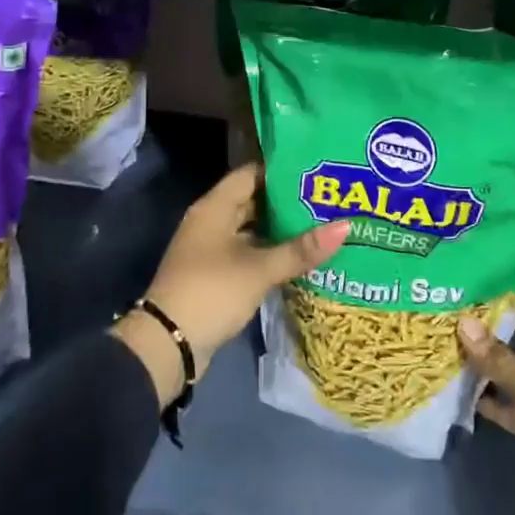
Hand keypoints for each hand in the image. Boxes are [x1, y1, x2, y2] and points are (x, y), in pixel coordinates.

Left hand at [113, 164, 349, 405]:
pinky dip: (270, 253)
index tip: (316, 172)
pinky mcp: (215, 275)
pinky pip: (247, 254)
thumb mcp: (260, 269)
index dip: (282, 171)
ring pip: (252, 230)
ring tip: (321, 226)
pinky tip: (299, 258)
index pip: (251, 174)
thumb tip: (345, 226)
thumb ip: (301, 249)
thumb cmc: (212, 291)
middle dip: (287, 202)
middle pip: (253, 201)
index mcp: (215, 207)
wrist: (169, 343)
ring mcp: (211, 249)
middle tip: (327, 199)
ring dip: (280, 230)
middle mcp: (211, 221)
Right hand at [459, 282, 514, 514]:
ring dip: (487, 357)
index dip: (511, 281)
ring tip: (448, 337)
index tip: (476, 270)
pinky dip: (491, 395)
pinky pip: (511, 399)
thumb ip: (495, 354)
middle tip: (453, 302)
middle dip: (491, 319)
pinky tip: (459, 385)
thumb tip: (463, 323)